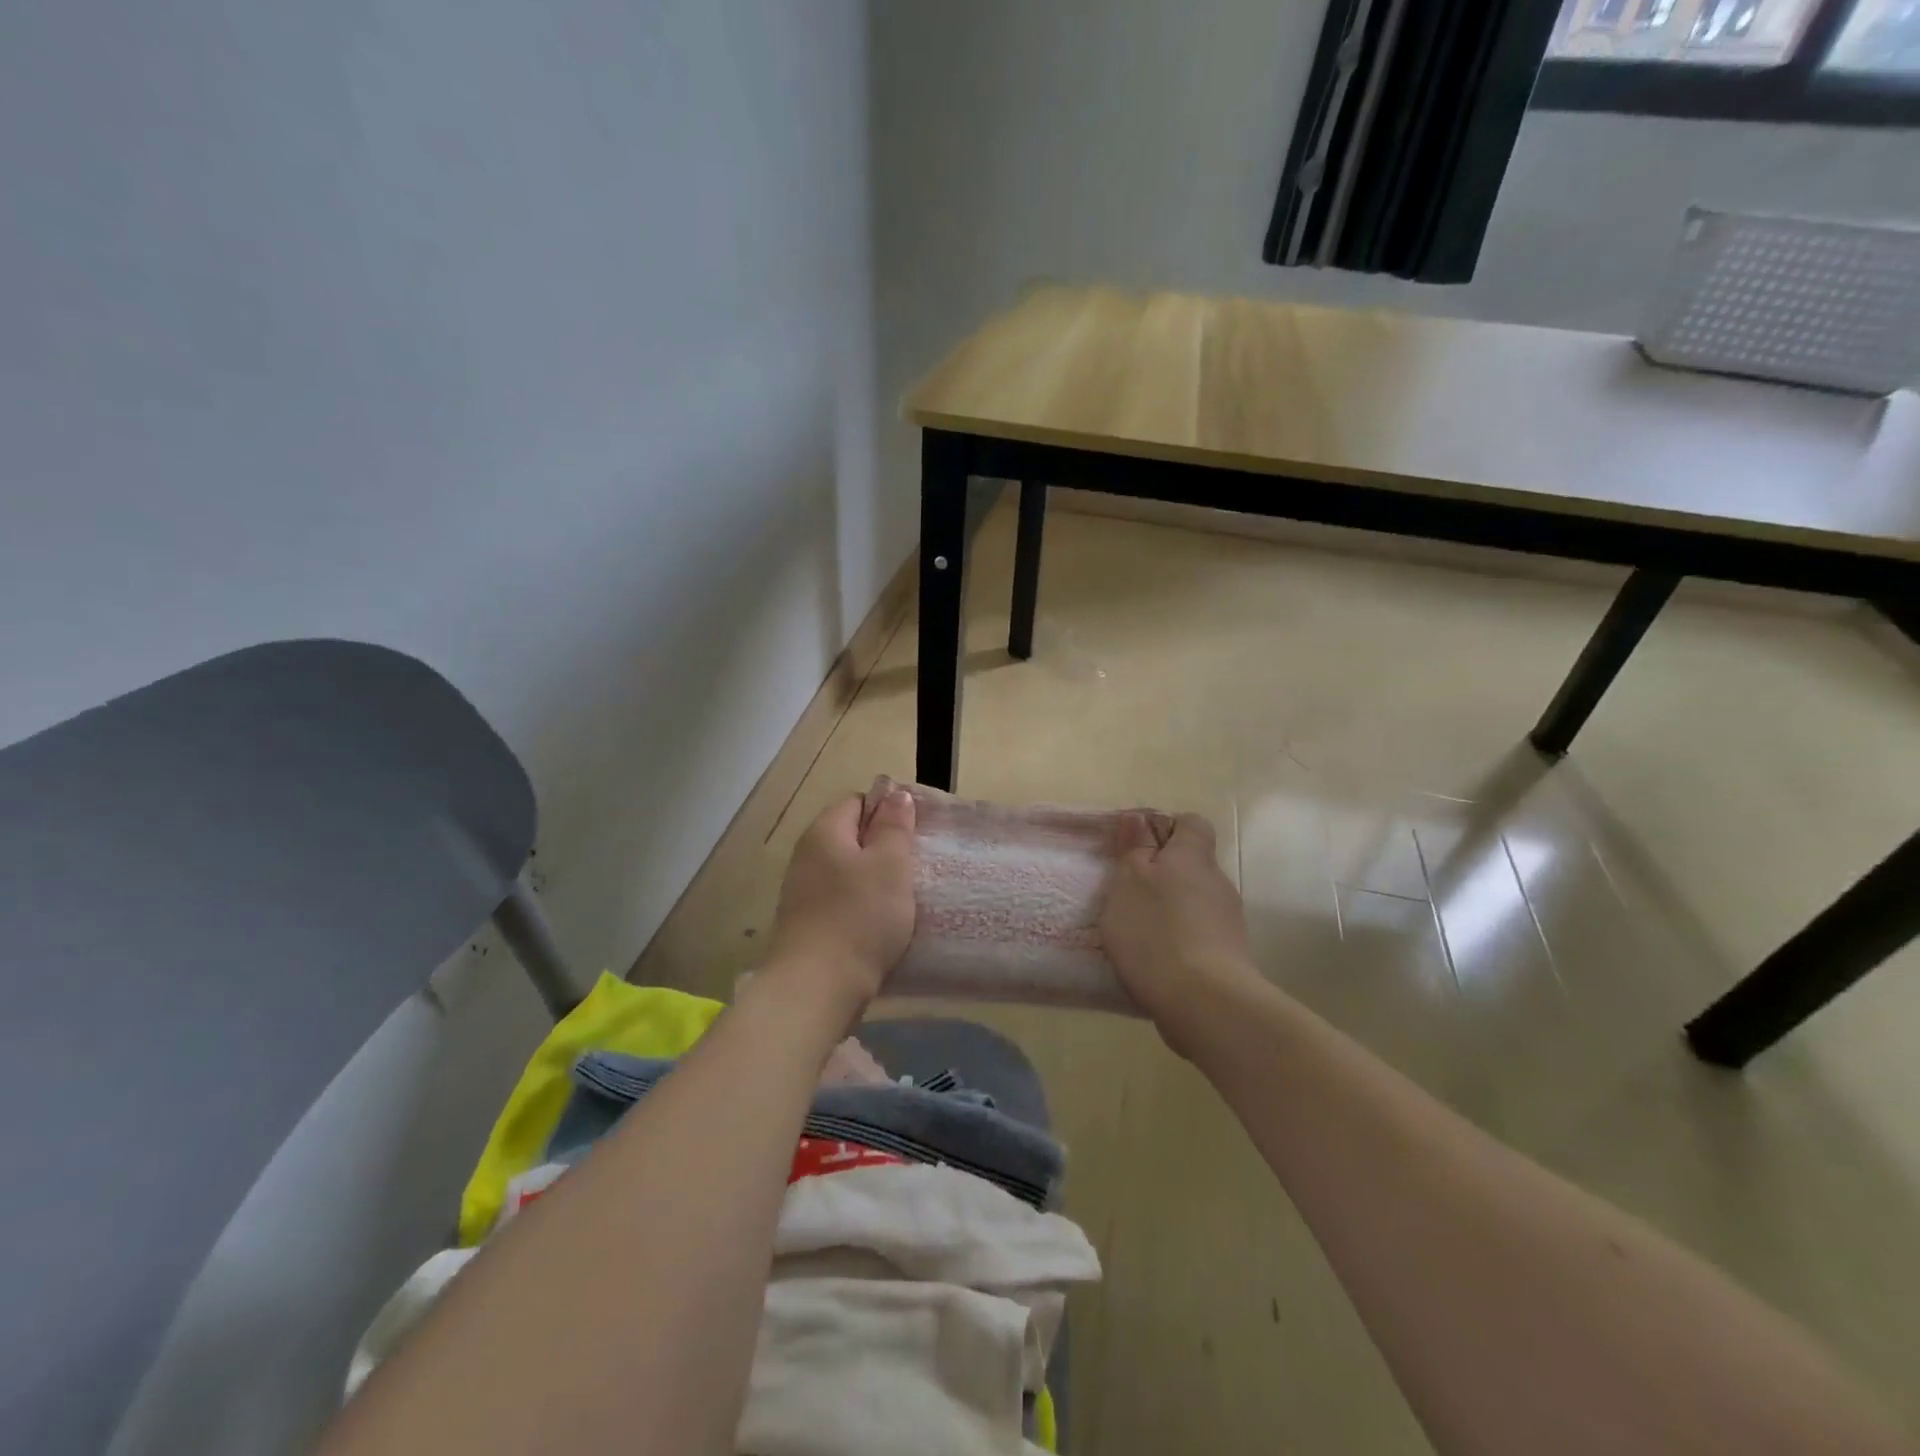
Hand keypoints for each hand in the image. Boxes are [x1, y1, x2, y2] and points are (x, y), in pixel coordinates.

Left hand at [761, 789, 916, 1019]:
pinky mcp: (806, 925)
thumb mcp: (890, 865)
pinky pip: (839, 902)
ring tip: (903, 898)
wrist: (816, 988)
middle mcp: (806, 856)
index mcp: (824, 832)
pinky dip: (860, 907)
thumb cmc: (859, 917)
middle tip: (914, 866)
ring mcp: (802, 892)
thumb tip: (894, 794)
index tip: (914, 834)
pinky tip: (880, 926)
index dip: (887, 811)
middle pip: (850, 838)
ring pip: (846, 872)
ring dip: (874, 881)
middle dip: (883, 849)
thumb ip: (894, 827)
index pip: (857, 801)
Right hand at [1100, 812, 1260, 1056]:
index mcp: (1193, 857)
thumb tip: (1139, 818)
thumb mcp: (1130, 881)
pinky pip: (1199, 934)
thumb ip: (1135, 848)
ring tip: (1137, 932)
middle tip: (1127, 893)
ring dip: (1169, 910)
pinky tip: (1155, 960)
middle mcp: (1217, 882)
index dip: (1166, 828)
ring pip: (1194, 901)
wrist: (1204, 1003)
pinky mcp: (1228, 957)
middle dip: (1162, 874)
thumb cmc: (1157, 931)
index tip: (1137, 847)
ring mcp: (1227, 921)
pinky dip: (1178, 940)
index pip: (1191, 824)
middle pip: (1192, 865)